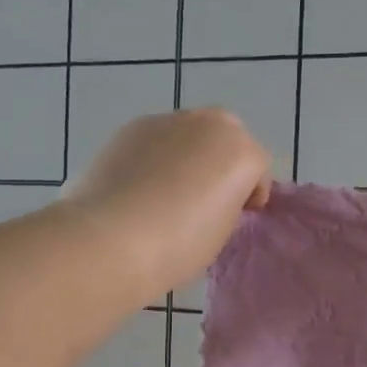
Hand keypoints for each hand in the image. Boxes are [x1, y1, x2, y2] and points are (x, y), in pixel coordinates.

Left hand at [61, 108, 270, 295]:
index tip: (239, 216)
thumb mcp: (221, 232)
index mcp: (241, 151)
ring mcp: (168, 120)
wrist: (109, 238)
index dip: (250, 194)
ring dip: (188, 155)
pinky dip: (156, 156)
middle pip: (227, 137)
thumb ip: (227, 204)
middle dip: (222, 161)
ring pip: (189, 134)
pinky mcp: (132, 126)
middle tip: (207, 197)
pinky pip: (156, 140)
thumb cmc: (177, 245)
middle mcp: (209, 124)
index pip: (258, 168)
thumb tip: (211, 197)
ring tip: (167, 192)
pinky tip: (139, 187)